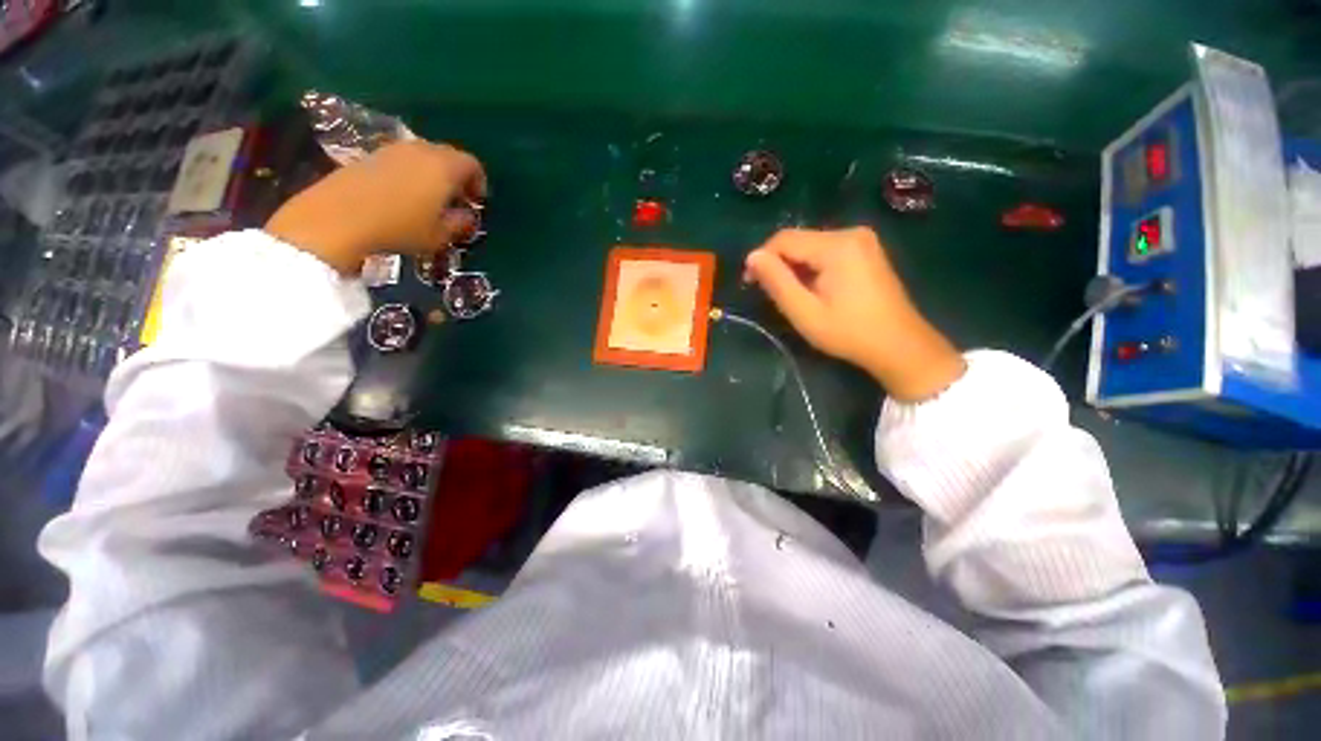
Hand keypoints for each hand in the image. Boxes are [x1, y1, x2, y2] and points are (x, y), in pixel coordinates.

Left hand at [266, 140, 487, 273]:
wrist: (337, 218)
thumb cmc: (399, 228)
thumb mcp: (439, 235)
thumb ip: (459, 223)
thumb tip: (467, 216)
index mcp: (444, 167)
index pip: (472, 164)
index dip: (479, 182)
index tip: (476, 202)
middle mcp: (421, 150)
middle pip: (448, 155)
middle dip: (456, 176)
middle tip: (455, 200)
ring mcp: (393, 149)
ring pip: (423, 156)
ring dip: (432, 174)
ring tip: (429, 199)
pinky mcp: (370, 155)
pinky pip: (401, 159)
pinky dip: (410, 173)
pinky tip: (403, 195)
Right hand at [744, 227, 965, 401]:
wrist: (900, 345)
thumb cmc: (848, 332)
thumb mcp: (804, 312)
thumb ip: (776, 281)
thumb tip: (752, 256)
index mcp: (837, 245)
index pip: (784, 239)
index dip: (762, 258)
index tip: (750, 283)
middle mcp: (851, 232)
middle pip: (799, 241)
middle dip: (779, 264)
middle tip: (771, 295)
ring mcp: (862, 240)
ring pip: (811, 246)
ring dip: (795, 268)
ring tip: (793, 296)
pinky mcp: (866, 250)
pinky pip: (827, 251)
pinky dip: (812, 268)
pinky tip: (813, 290)